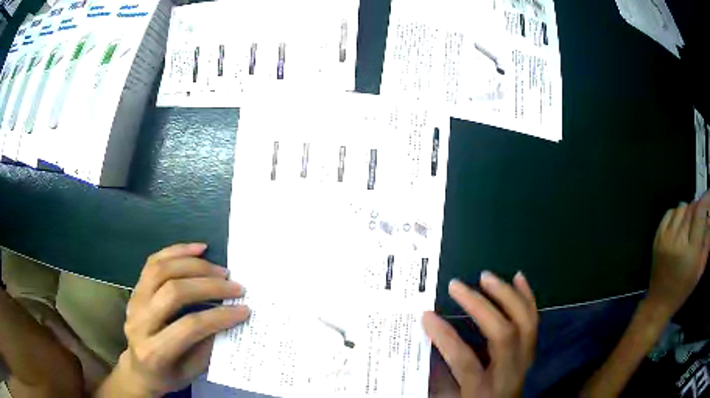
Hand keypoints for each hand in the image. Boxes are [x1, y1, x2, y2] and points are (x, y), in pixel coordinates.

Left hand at [101, 243, 248, 396]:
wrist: (138, 368)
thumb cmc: (168, 375)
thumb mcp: (192, 372)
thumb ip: (208, 346)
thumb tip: (229, 316)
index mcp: (154, 350)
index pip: (189, 326)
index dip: (219, 316)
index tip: (243, 310)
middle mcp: (139, 321)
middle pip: (173, 292)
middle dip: (209, 286)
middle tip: (234, 286)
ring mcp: (134, 301)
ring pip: (161, 270)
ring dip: (194, 265)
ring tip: (220, 270)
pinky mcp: (135, 289)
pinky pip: (153, 262)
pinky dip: (177, 251)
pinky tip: (199, 249)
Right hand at [423, 272, 537, 397]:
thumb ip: (439, 378)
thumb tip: (425, 345)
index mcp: (483, 389)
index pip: (465, 360)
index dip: (445, 337)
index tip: (427, 315)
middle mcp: (508, 372)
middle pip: (503, 334)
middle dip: (479, 306)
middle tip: (456, 286)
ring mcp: (524, 360)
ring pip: (524, 322)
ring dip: (506, 295)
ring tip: (485, 277)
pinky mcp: (531, 352)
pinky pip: (534, 321)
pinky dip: (527, 297)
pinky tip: (518, 278)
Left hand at [648, 193, 709, 316]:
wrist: (659, 302)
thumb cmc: (683, 288)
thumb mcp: (700, 268)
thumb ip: (707, 241)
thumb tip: (709, 215)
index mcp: (691, 250)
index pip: (700, 213)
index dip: (705, 200)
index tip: (708, 195)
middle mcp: (678, 240)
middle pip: (691, 207)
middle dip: (697, 208)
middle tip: (700, 217)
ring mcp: (666, 237)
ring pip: (681, 207)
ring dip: (688, 211)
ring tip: (690, 225)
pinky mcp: (657, 236)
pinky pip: (670, 212)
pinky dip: (677, 214)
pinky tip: (680, 226)